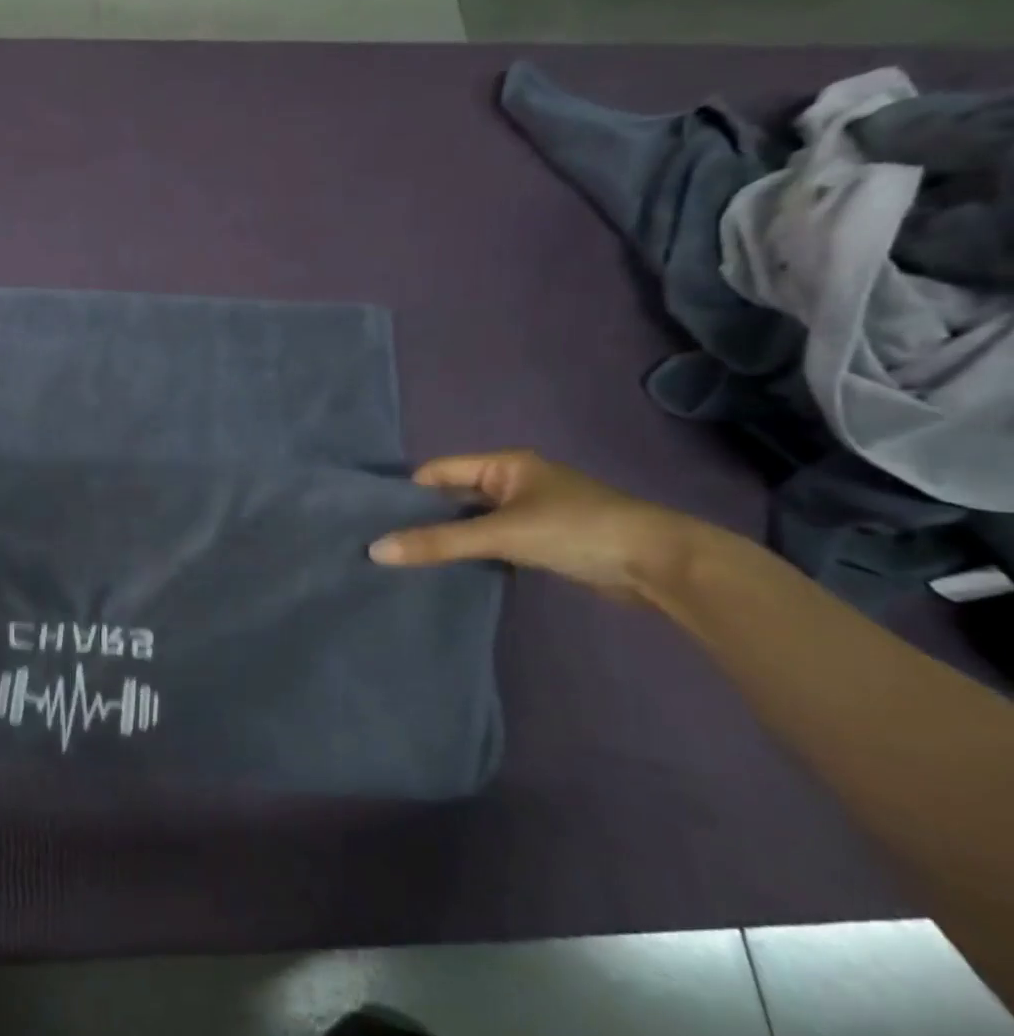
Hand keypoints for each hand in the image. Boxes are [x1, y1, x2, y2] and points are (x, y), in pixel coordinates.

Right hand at [368, 450, 699, 602]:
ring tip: (406, 560)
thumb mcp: (501, 534)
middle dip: (422, 518)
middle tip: (384, 544)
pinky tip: (449, 570)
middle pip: (453, 495)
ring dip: (447, 538)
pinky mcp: (542, 539)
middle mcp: (514, 481)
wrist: (662, 565)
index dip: (406, 493)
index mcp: (504, 464)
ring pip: (472, 520)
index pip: (438, 471)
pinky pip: (491, 539)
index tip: (373, 520)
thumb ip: (439, 542)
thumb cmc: (577, 530)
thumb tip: (375, 550)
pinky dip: (471, 552)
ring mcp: (529, 511)